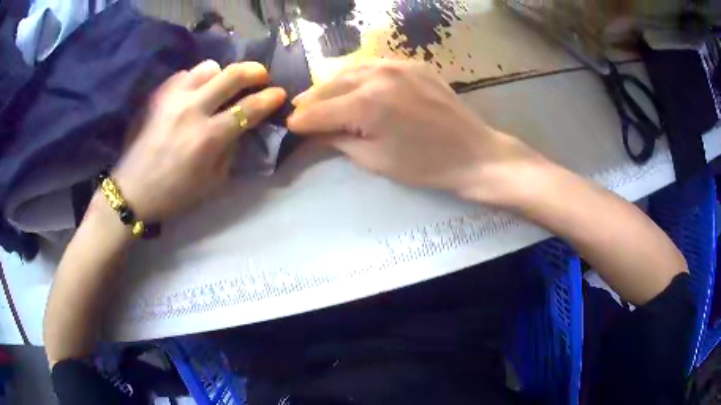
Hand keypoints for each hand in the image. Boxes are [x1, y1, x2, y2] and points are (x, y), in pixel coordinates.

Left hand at [112, 60, 285, 220]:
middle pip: (233, 74)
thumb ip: (231, 150)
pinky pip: (185, 74)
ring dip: (222, 74)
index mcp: (208, 137)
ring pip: (209, 67)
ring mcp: (173, 98)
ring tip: (221, 86)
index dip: (270, 98)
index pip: (249, 108)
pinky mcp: (158, 94)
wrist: (132, 190)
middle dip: (255, 71)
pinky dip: (196, 80)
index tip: (280, 94)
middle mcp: (192, 109)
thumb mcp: (212, 182)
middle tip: (261, 76)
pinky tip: (194, 94)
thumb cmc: (174, 194)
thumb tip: (241, 127)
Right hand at [287, 60, 547, 206]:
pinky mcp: (412, 64)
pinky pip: (373, 66)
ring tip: (319, 98)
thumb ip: (338, 141)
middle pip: (330, 85)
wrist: (473, 152)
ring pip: (349, 71)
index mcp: (366, 104)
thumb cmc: (424, 165)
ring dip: (331, 85)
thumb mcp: (374, 160)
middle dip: (311, 101)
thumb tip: (312, 133)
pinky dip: (356, 76)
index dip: (300, 122)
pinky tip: (352, 86)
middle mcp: (377, 75)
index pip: (318, 111)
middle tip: (299, 112)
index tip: (289, 128)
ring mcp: (397, 65)